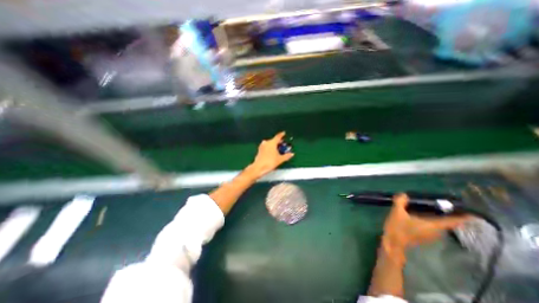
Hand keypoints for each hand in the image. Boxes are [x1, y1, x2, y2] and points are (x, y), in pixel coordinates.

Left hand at [248, 131, 294, 178]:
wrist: (259, 167)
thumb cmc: (269, 162)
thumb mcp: (280, 159)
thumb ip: (286, 156)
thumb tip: (291, 154)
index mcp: (272, 142)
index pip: (278, 136)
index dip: (282, 135)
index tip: (284, 133)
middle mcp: (266, 142)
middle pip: (274, 140)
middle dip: (279, 142)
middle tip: (283, 144)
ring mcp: (262, 146)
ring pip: (270, 143)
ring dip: (274, 145)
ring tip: (278, 149)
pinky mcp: (259, 150)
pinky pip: (266, 147)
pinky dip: (270, 148)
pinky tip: (272, 152)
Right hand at [383, 195, 467, 255]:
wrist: (393, 242)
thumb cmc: (398, 228)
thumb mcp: (397, 212)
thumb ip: (400, 202)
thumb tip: (404, 194)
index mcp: (433, 225)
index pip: (454, 221)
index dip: (465, 217)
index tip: (473, 212)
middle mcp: (436, 232)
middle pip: (446, 222)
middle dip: (446, 212)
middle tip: (442, 202)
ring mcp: (430, 235)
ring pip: (438, 224)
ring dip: (436, 216)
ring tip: (429, 206)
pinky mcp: (423, 236)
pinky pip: (431, 226)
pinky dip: (429, 219)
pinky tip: (419, 214)